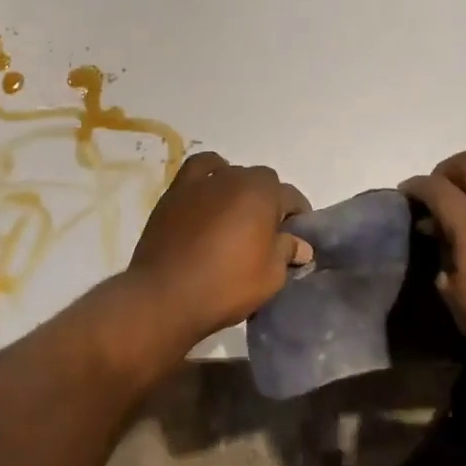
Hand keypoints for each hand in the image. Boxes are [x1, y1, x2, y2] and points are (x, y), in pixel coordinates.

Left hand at [128, 152, 313, 342]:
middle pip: (261, 183)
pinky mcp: (175, 192)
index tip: (296, 240)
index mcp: (263, 192)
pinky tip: (208, 196)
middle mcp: (234, 176)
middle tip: (264, 236)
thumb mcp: (271, 276)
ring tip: (235, 217)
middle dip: (268, 204)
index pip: (291, 197)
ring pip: (231, 174)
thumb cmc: (226, 285)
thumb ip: (287, 251)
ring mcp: (202, 182)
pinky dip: (208, 176)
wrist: (165, 295)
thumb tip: (300, 244)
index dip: (297, 218)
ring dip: (239, 190)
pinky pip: (199, 170)